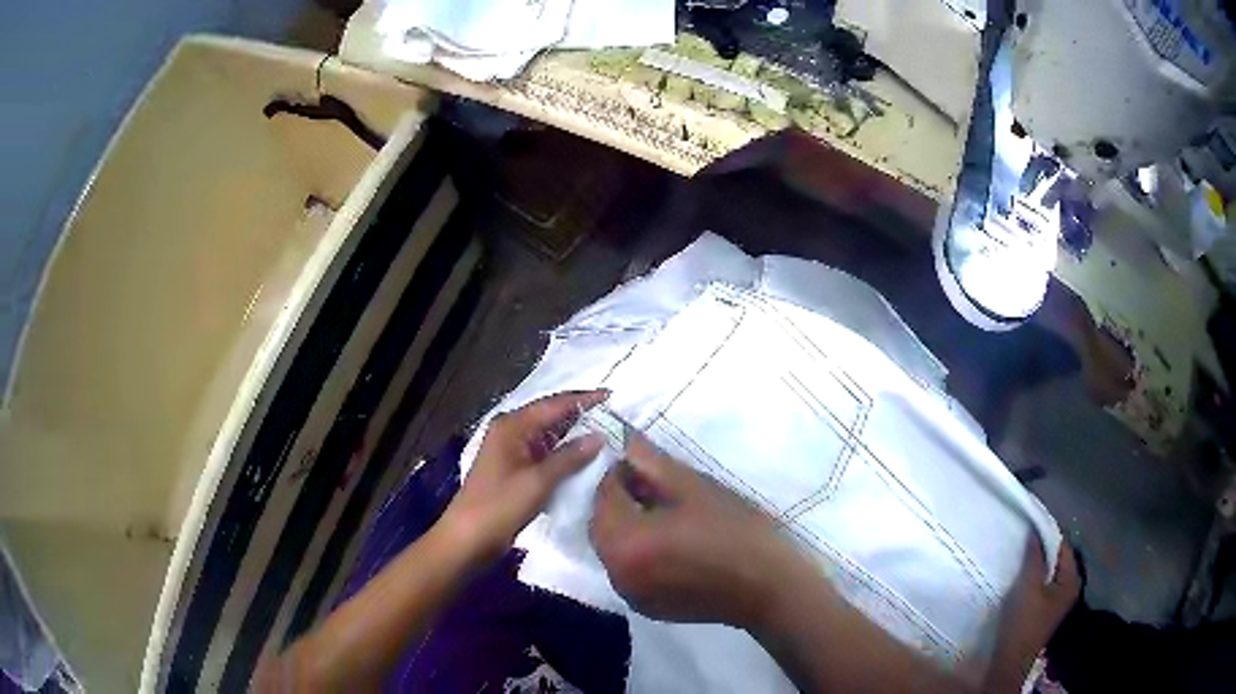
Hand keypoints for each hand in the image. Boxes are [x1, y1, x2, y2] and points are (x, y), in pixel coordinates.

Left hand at [443, 390, 606, 562]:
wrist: (468, 539)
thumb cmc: (500, 505)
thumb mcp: (538, 481)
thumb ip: (569, 457)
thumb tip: (599, 436)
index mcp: (512, 426)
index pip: (554, 404)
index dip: (584, 399)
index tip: (612, 395)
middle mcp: (511, 432)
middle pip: (551, 417)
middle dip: (581, 417)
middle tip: (615, 418)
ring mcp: (512, 452)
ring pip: (549, 438)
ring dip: (574, 438)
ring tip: (607, 438)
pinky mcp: (515, 472)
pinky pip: (545, 456)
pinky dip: (564, 457)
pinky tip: (585, 463)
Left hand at [589, 430, 798, 627]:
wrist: (769, 587)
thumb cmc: (735, 532)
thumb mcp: (695, 489)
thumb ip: (654, 465)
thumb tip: (628, 443)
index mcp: (624, 542)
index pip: (605, 496)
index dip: (621, 473)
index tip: (645, 462)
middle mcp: (616, 573)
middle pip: (603, 526)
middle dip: (620, 502)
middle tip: (653, 485)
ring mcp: (630, 594)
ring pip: (614, 550)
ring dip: (628, 527)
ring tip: (664, 513)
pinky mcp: (647, 608)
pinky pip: (629, 571)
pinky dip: (638, 552)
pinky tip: (670, 543)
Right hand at [983, 538, 1080, 690]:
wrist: (1012, 660)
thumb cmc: (1025, 623)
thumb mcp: (1029, 587)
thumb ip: (1035, 558)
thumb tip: (1035, 531)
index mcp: (1071, 580)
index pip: (1064, 546)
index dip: (1049, 535)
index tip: (1031, 527)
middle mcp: (1069, 587)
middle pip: (1058, 559)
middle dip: (1042, 550)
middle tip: (1024, 542)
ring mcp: (1058, 600)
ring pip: (1049, 572)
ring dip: (1037, 565)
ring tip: (1020, 557)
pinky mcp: (1045, 609)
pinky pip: (1043, 584)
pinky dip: (1034, 578)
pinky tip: (1021, 578)